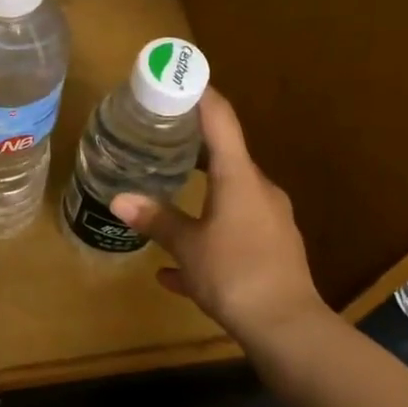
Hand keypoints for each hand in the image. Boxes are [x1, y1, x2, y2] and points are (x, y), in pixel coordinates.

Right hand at [112, 90, 322, 347]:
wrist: (288, 329)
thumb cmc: (235, 274)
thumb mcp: (187, 247)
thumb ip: (156, 220)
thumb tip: (119, 198)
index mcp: (240, 179)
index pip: (221, 122)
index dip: (202, 96)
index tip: (182, 78)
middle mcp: (260, 192)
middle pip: (226, 158)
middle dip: (193, 148)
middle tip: (160, 139)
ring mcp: (270, 222)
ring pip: (229, 198)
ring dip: (200, 195)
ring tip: (168, 194)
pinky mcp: (272, 251)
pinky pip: (234, 235)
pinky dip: (208, 238)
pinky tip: (177, 270)